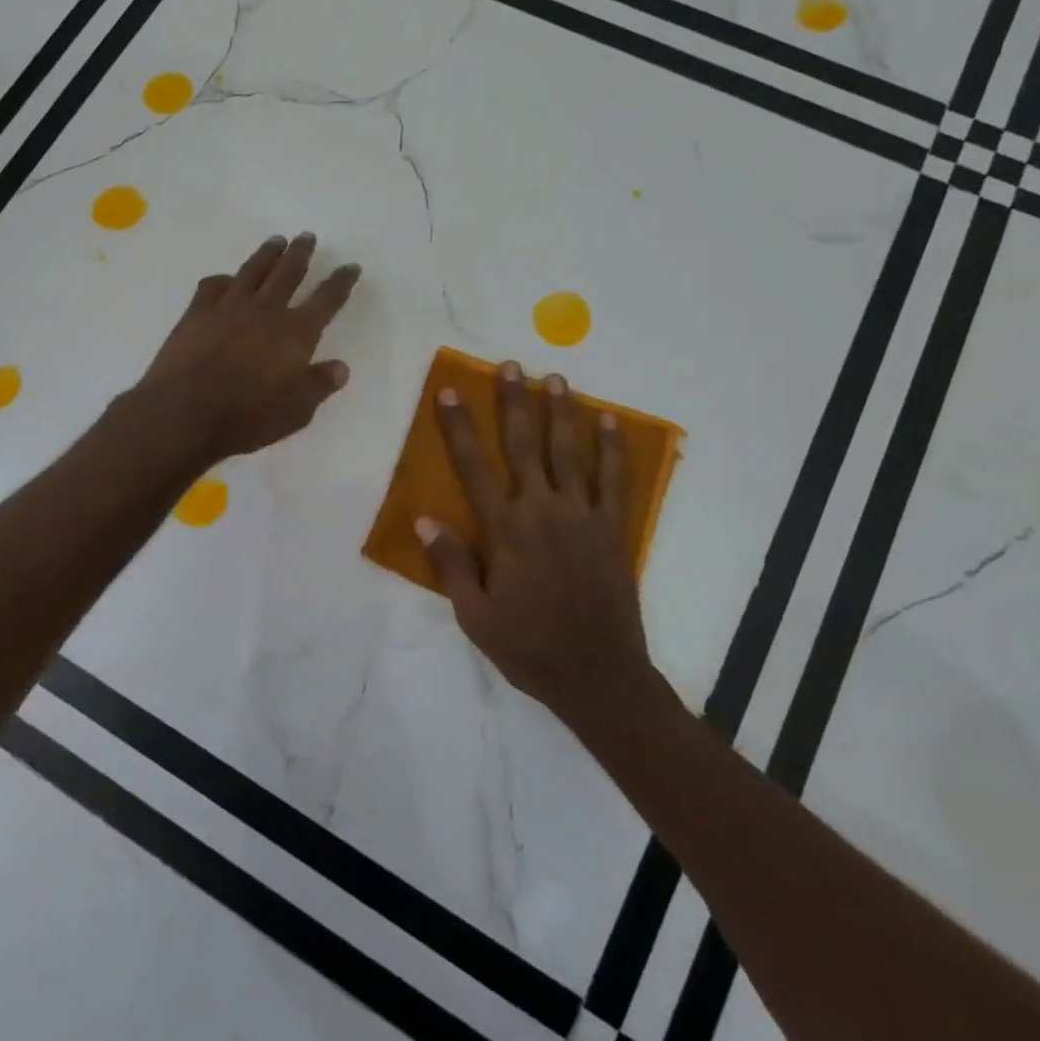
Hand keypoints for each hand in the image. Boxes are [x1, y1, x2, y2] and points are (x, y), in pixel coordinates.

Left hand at [140, 233, 361, 461]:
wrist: (185, 412)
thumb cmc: (248, 416)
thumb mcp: (297, 411)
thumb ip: (319, 385)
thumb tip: (340, 367)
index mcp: (296, 332)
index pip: (326, 300)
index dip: (341, 282)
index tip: (351, 266)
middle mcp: (266, 310)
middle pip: (288, 272)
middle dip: (301, 253)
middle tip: (307, 236)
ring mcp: (228, 306)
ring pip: (253, 270)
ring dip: (267, 253)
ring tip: (276, 241)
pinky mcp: (197, 312)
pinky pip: (213, 285)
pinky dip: (224, 278)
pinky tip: (226, 279)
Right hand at [417, 363, 656, 723]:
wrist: (598, 675)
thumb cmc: (528, 647)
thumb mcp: (475, 616)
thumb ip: (450, 564)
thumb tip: (424, 518)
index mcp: (505, 529)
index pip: (473, 466)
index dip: (458, 427)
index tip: (450, 392)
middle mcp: (542, 510)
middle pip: (525, 445)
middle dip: (514, 402)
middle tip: (511, 365)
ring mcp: (582, 515)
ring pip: (570, 451)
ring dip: (561, 412)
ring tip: (556, 378)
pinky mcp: (613, 528)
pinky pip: (615, 479)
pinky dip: (613, 447)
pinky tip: (610, 420)